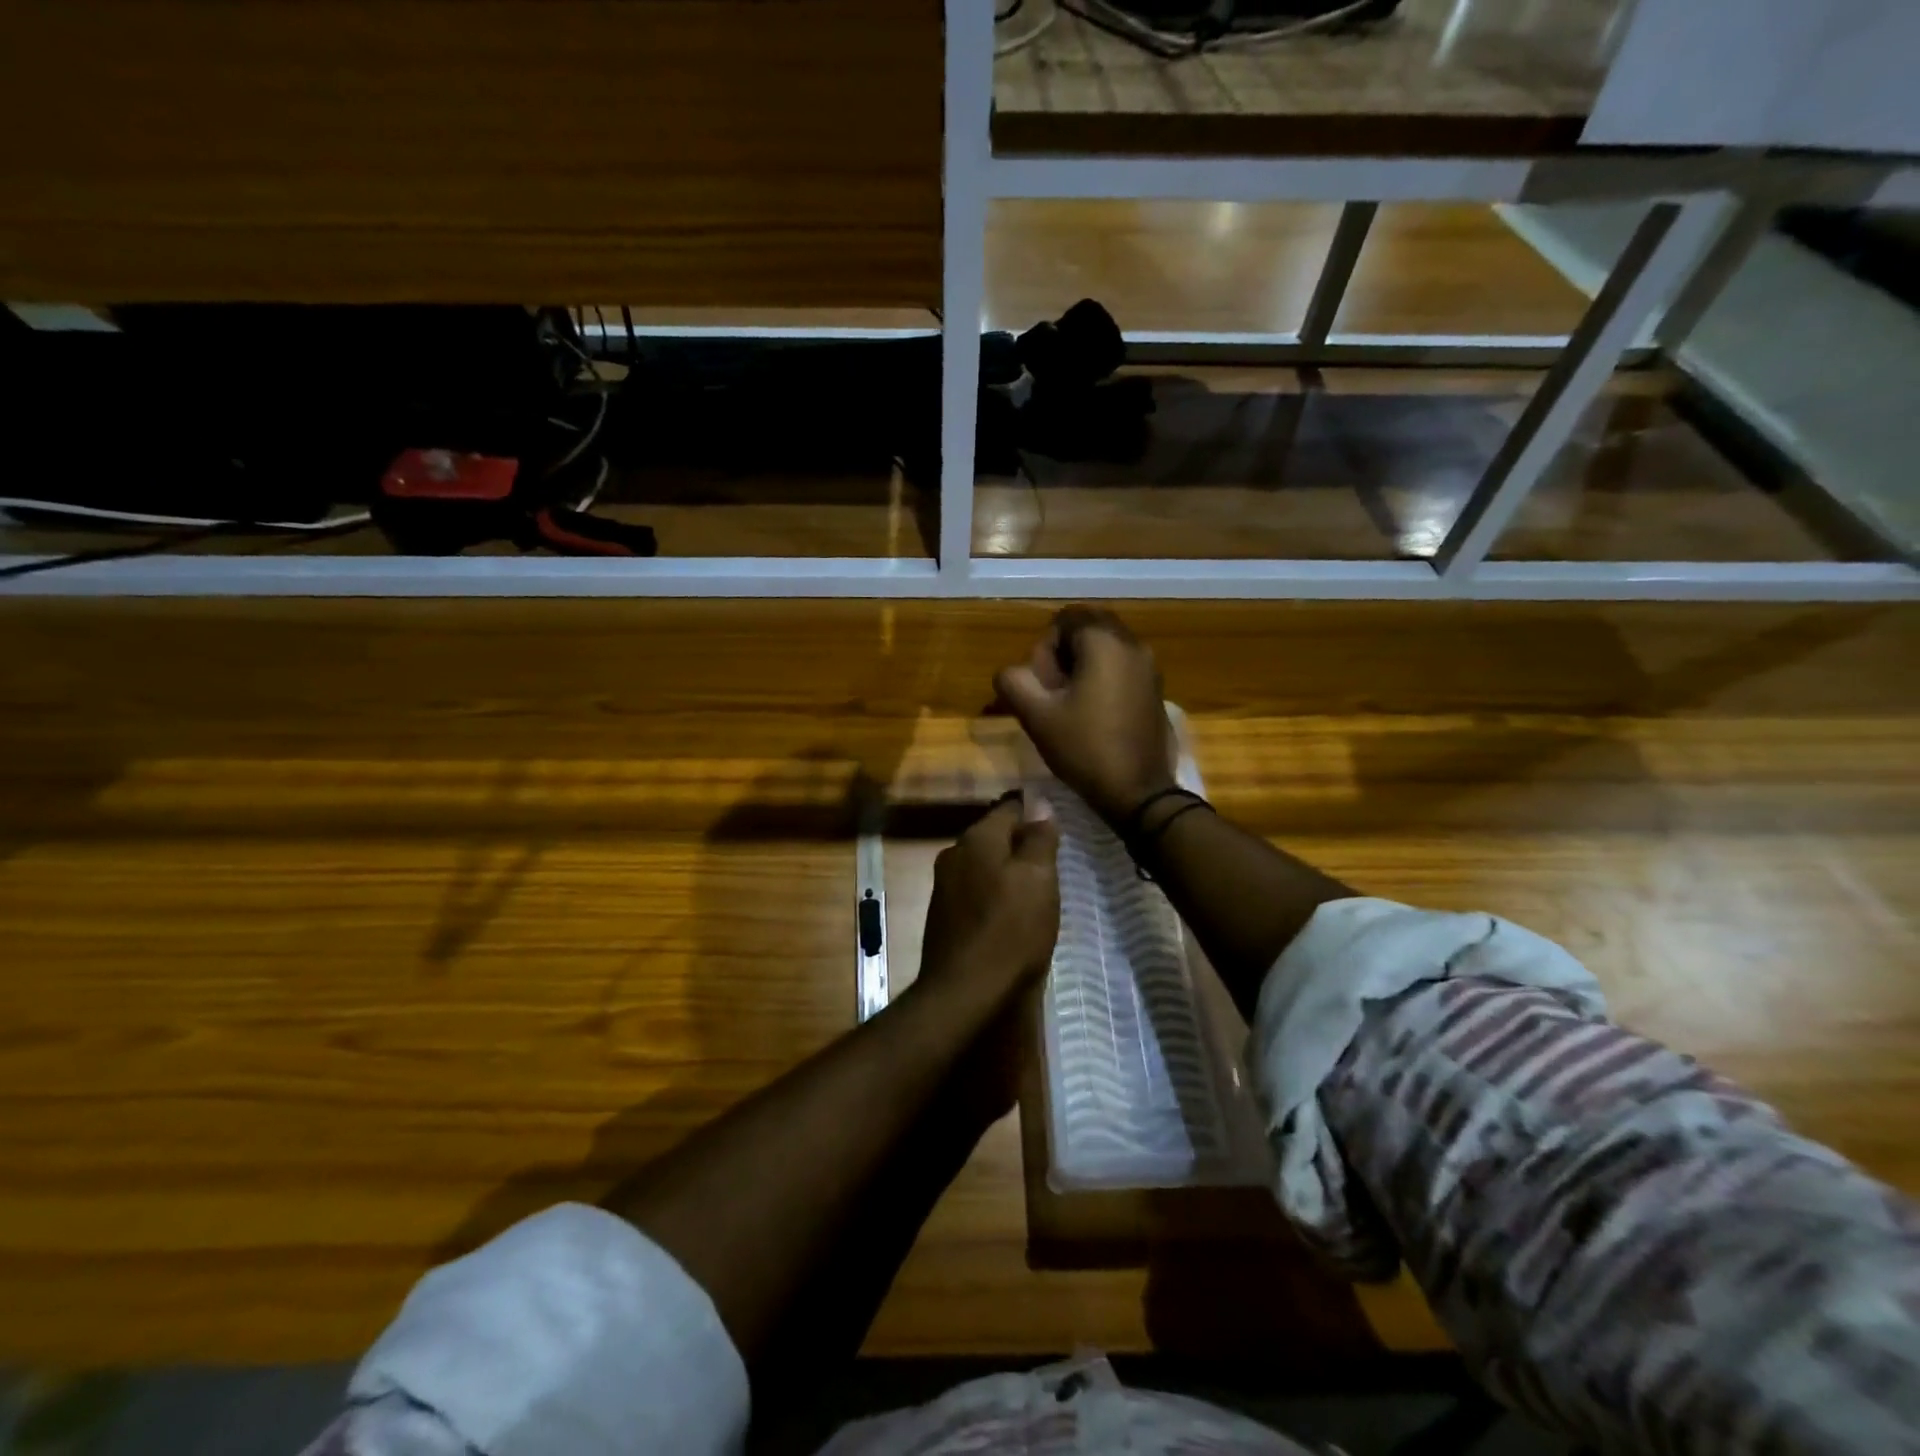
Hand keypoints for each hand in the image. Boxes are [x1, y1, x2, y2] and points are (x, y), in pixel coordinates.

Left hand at [918, 794, 1060, 1005]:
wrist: (963, 990)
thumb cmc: (1010, 930)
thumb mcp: (1038, 879)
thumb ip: (1039, 838)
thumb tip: (1040, 802)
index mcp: (977, 838)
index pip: (1009, 806)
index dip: (1034, 811)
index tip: (1056, 823)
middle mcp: (954, 853)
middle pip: (994, 834)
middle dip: (1020, 841)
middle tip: (1051, 857)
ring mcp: (944, 884)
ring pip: (983, 862)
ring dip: (1006, 868)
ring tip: (1035, 885)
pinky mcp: (942, 913)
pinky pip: (974, 888)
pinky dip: (993, 891)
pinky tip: (1009, 910)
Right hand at [993, 606, 1175, 826]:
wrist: (1137, 791)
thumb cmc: (1084, 748)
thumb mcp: (1036, 716)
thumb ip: (1013, 682)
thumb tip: (1011, 672)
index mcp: (1104, 642)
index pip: (1065, 619)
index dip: (1045, 647)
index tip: (1044, 682)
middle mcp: (1132, 643)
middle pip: (1088, 628)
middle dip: (1065, 652)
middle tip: (1053, 690)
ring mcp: (1149, 666)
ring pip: (1106, 647)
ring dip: (1083, 665)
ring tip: (1071, 704)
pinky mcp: (1155, 688)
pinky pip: (1122, 666)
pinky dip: (1103, 677)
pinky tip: (1093, 712)